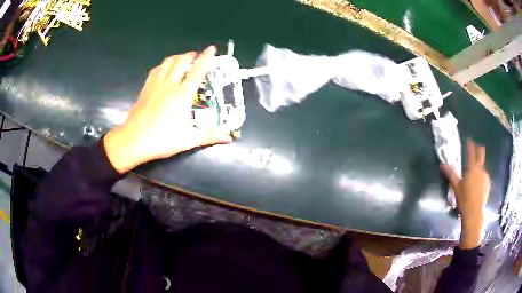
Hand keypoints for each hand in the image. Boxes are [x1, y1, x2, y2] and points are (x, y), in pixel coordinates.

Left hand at [104, 46, 232, 173]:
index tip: (212, 48)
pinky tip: (165, 70)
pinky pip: (156, 70)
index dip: (206, 58)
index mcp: (182, 95)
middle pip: (181, 61)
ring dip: (177, 57)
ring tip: (183, 60)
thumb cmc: (162, 140)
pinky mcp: (146, 88)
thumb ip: (210, 136)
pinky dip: (163, 65)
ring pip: (168, 62)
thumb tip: (229, 138)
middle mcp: (170, 84)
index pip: (198, 71)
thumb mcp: (189, 140)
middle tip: (197, 56)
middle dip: (191, 55)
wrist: (134, 140)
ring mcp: (156, 84)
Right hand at [441, 140, 489, 248]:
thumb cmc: (464, 198)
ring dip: (480, 167)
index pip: (471, 152)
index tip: (470, 140)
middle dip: (479, 149)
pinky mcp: (488, 184)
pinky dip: (482, 177)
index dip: (470, 145)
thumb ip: (450, 174)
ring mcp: (485, 176)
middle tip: (478, 147)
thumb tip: (441, 164)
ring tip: (476, 172)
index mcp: (472, 168)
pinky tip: (479, 184)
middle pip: (481, 154)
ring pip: (483, 167)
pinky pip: (484, 177)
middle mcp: (480, 169)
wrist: (474, 212)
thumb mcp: (456, 186)